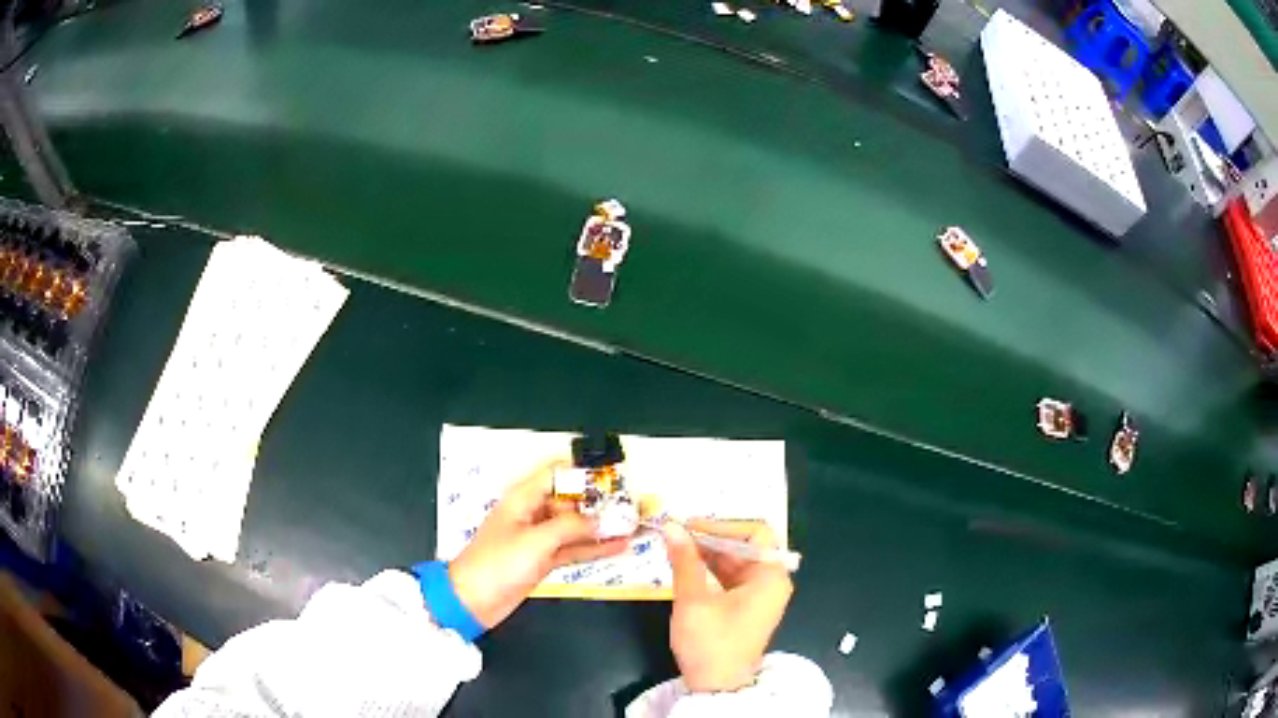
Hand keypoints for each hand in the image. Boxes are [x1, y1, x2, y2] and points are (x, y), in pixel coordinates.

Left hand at [448, 460, 630, 629]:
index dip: (583, 474)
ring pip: (576, 527)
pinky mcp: (543, 560)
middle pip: (571, 500)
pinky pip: (574, 548)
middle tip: (633, 507)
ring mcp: (539, 538)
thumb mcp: (535, 541)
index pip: (557, 474)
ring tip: (634, 526)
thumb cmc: (497, 564)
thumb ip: (571, 527)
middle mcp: (533, 514)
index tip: (614, 479)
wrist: (473, 601)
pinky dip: (595, 548)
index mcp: (523, 498)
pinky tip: (619, 547)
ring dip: (602, 527)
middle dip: (600, 503)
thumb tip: (603, 520)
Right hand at [662, 519, 792, 692]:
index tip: (690, 525)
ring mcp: (760, 595)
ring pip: (737, 561)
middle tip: (679, 533)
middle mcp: (771, 581)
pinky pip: (732, 577)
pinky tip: (688, 565)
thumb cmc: (711, 643)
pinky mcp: (747, 606)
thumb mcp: (693, 600)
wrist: (717, 688)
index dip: (722, 524)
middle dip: (713, 537)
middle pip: (746, 545)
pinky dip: (712, 569)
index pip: (755, 532)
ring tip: (678, 546)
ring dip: (709, 552)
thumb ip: (684, 561)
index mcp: (770, 576)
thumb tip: (672, 527)